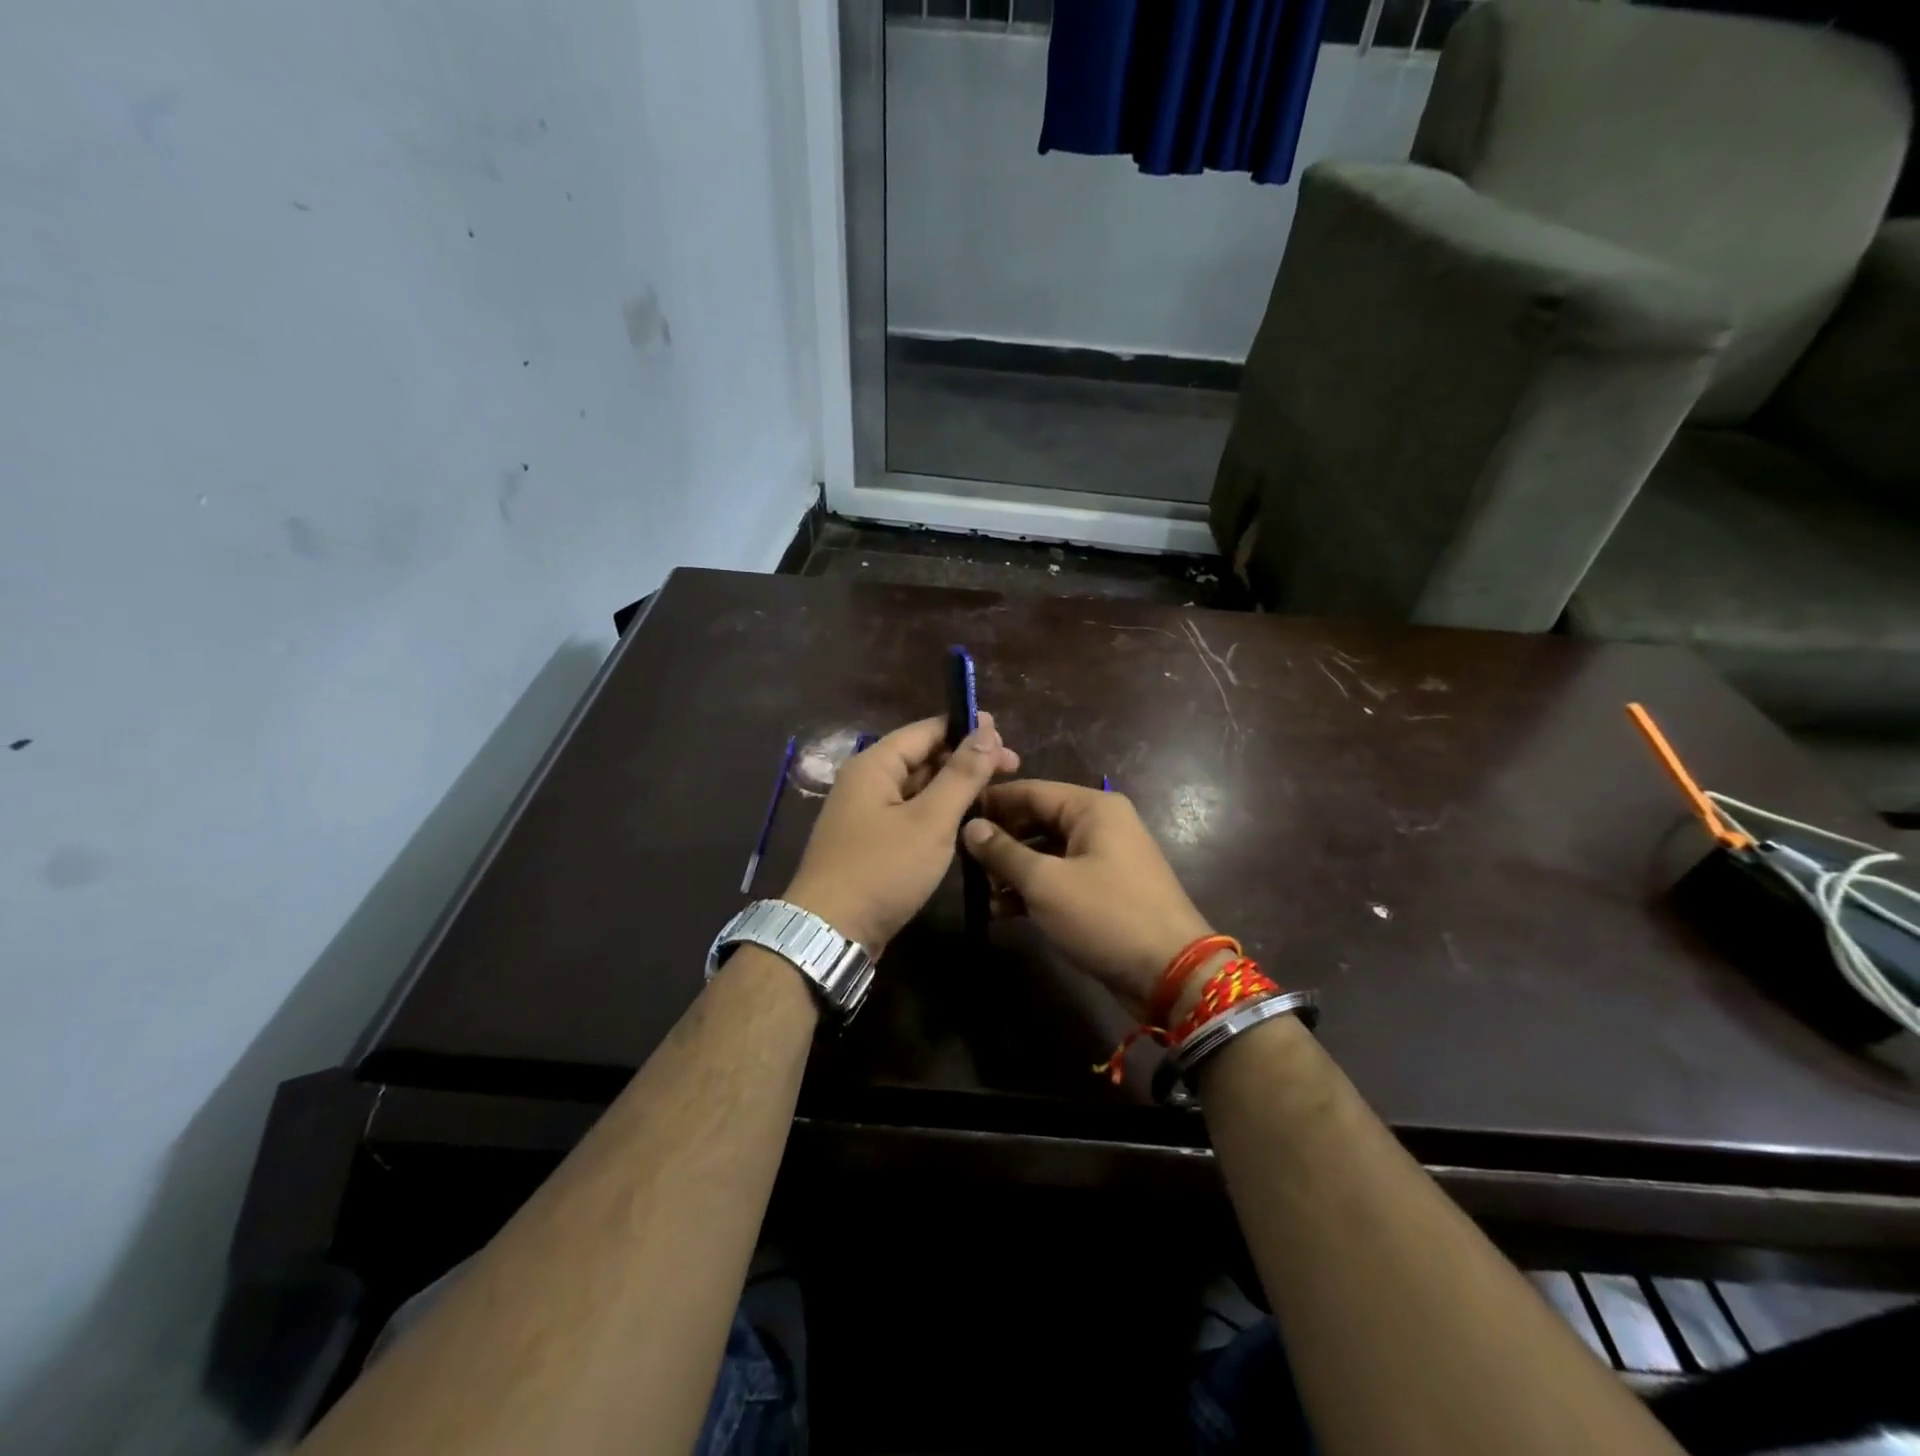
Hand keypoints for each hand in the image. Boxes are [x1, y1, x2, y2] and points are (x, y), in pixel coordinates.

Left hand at [782, 714, 1019, 953]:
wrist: (830, 932)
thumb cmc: (882, 869)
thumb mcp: (930, 820)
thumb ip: (961, 775)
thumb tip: (987, 730)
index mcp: (875, 765)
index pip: (926, 730)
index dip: (967, 729)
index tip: (1006, 737)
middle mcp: (867, 782)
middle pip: (922, 757)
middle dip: (966, 759)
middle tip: (1012, 767)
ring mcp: (867, 814)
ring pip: (918, 788)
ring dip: (954, 787)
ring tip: (996, 793)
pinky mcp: (871, 842)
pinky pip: (910, 814)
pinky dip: (938, 812)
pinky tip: (966, 821)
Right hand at [962, 780, 1212, 1017]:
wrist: (1172, 973)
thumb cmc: (1106, 915)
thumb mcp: (1046, 883)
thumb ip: (1004, 852)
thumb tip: (970, 827)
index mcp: (1092, 807)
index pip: (1031, 790)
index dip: (992, 802)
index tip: (954, 815)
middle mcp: (1101, 823)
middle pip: (1038, 820)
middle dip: (1001, 841)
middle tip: (964, 861)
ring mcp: (1105, 857)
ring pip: (1047, 851)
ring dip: (1014, 870)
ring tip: (981, 892)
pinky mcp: (1105, 888)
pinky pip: (1061, 876)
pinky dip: (1034, 889)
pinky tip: (1003, 911)